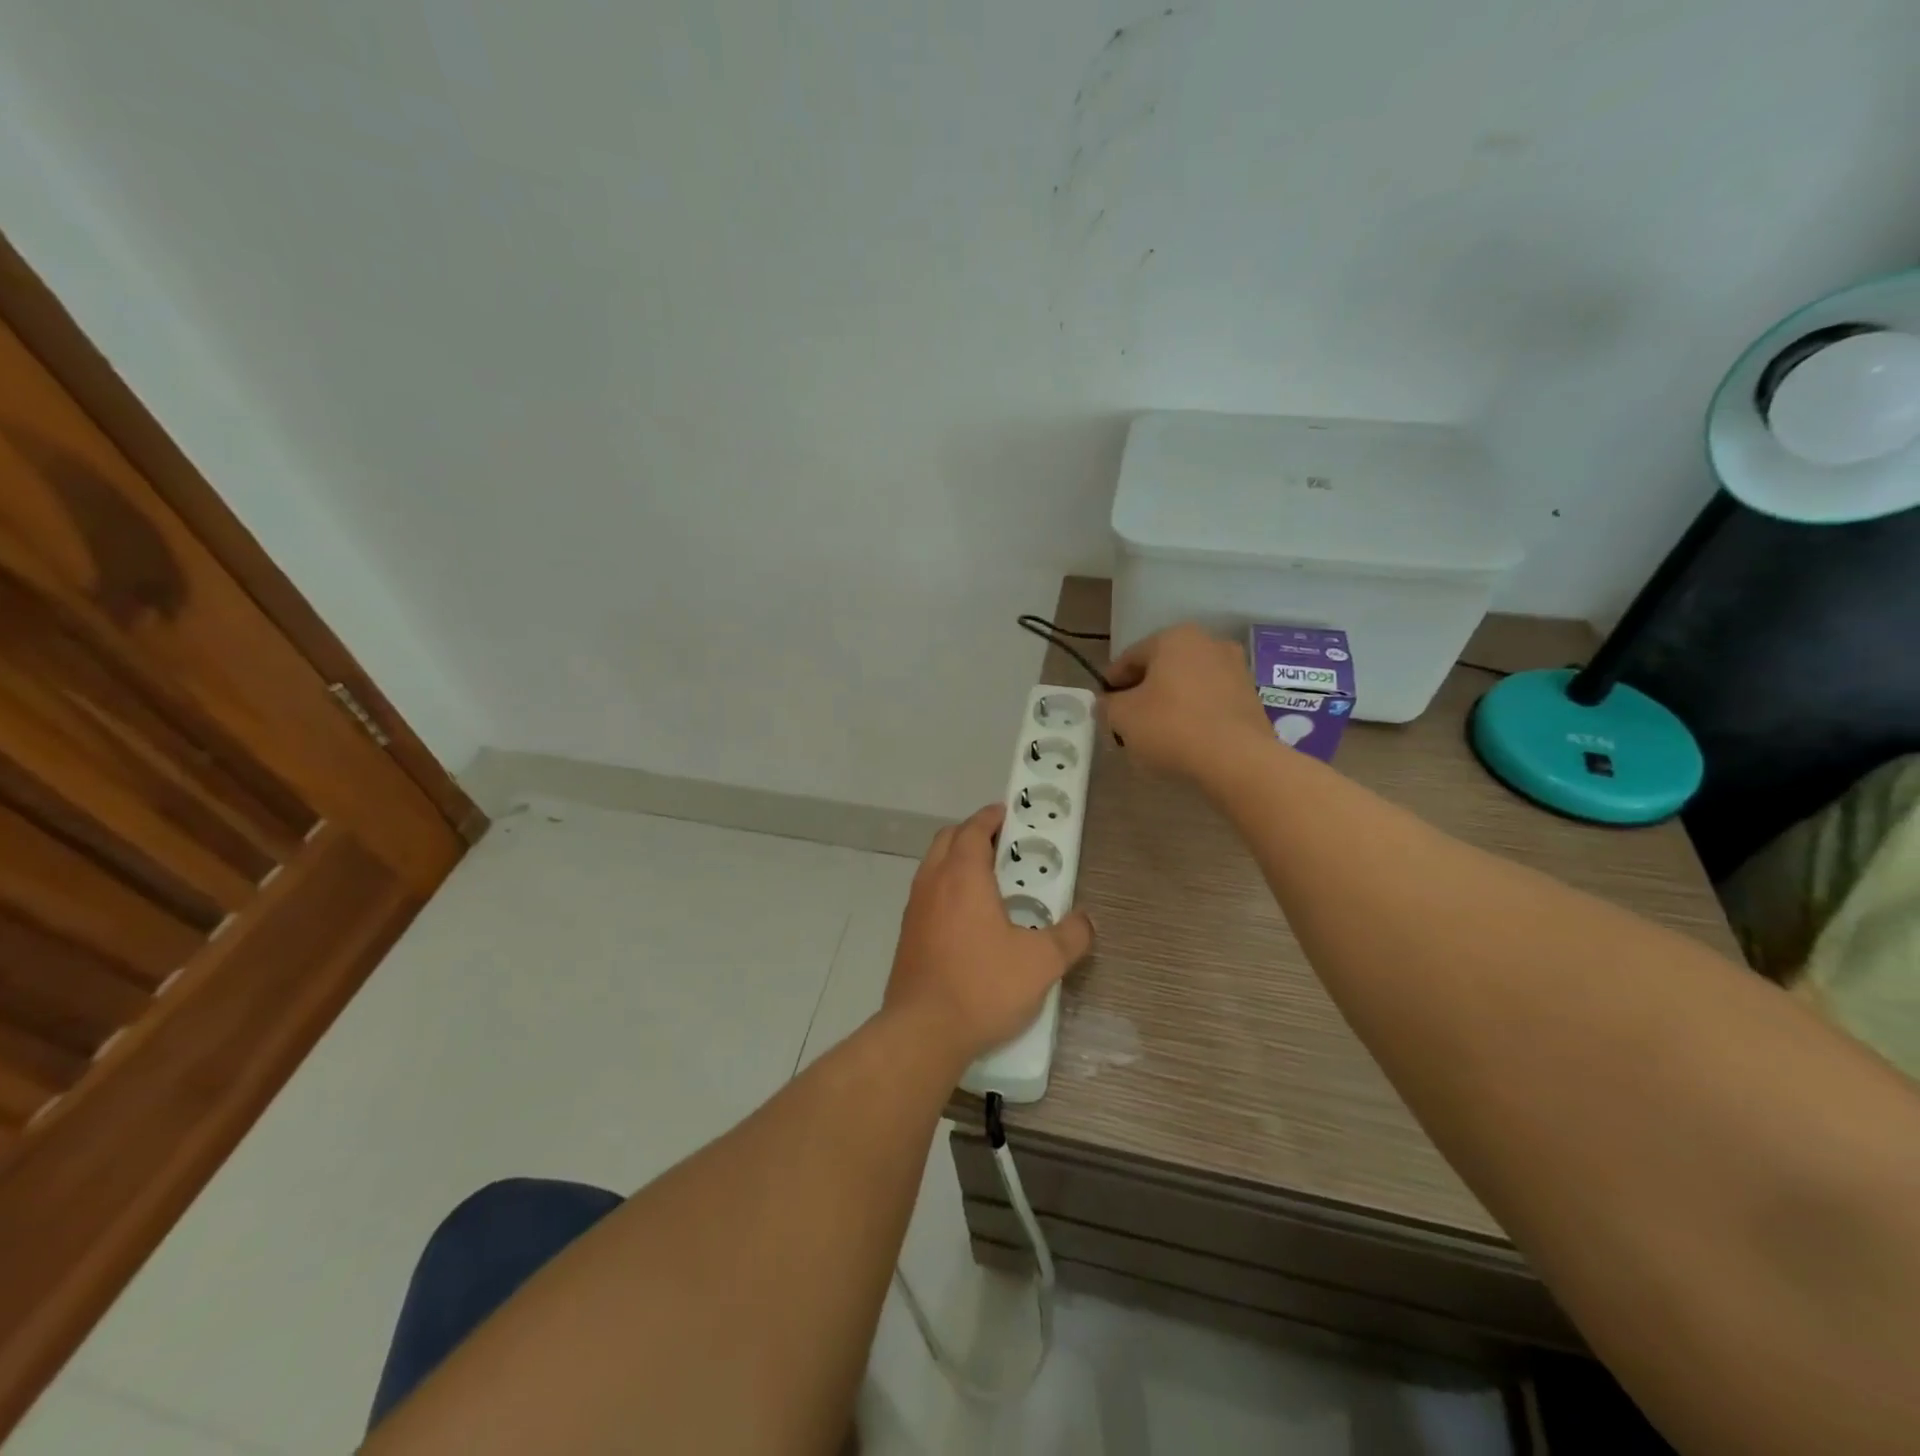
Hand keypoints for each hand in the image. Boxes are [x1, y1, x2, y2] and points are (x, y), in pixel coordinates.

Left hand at [884, 804, 1093, 1067]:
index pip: (973, 830)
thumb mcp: (1041, 962)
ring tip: (987, 880)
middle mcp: (933, 884)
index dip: (990, 817)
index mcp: (963, 876)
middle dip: (972, 834)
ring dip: (956, 861)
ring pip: (933, 867)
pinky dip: (945, 889)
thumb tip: (1086, 921)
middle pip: (947, 841)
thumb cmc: (983, 986)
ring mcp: (915, 910)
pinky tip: (967, 919)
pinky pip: (927, 896)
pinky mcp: (907, 937)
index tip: (1005, 814)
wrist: (923, 1032)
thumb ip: (1070, 936)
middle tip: (1001, 845)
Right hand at [1102, 624, 1272, 780]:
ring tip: (1156, 733)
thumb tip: (1107, 704)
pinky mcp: (1251, 698)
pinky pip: (1211, 702)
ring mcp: (1236, 669)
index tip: (1103, 704)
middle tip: (1127, 720)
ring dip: (1170, 702)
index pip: (1131, 657)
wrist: (1238, 759)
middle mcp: (1209, 643)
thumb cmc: (1171, 726)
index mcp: (1174, 638)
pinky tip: (1185, 739)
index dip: (1112, 682)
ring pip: (1189, 684)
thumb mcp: (1122, 717)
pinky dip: (1195, 714)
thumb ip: (1107, 705)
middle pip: (1162, 668)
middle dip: (1144, 691)